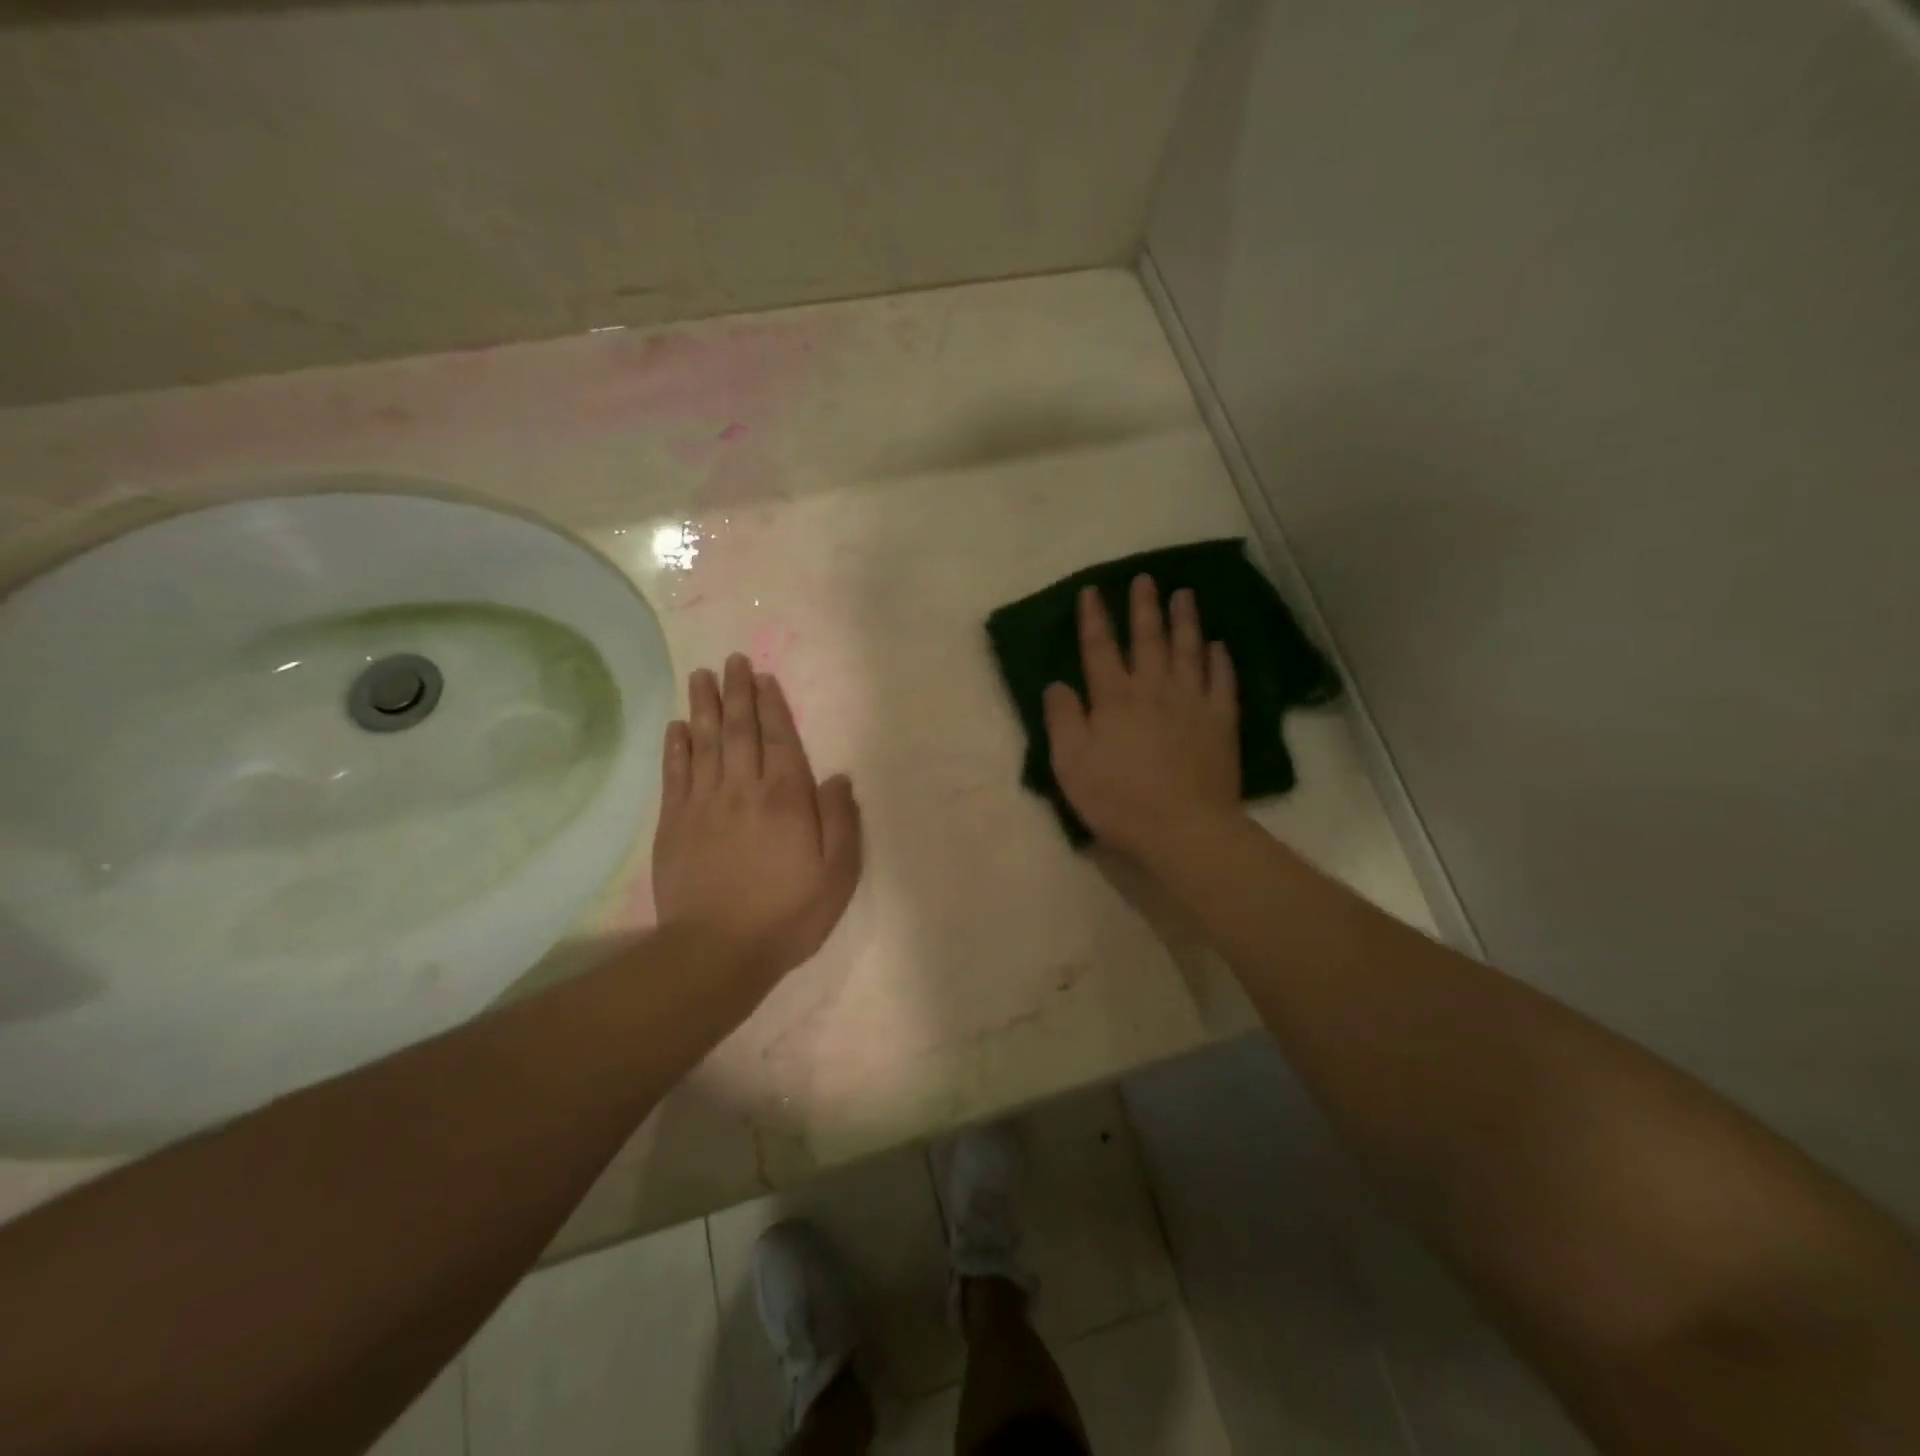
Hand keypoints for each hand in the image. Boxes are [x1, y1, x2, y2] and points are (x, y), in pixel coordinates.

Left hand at [652, 655, 861, 985]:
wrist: (717, 951)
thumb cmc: (787, 914)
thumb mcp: (837, 874)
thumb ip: (841, 821)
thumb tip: (837, 778)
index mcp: (786, 798)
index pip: (779, 739)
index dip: (772, 705)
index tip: (763, 677)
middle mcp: (743, 790)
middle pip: (739, 731)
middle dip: (737, 693)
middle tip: (731, 661)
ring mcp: (704, 804)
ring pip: (705, 743)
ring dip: (704, 707)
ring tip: (702, 677)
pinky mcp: (674, 824)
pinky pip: (675, 774)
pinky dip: (677, 747)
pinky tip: (677, 727)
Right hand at [1043, 576, 1240, 863]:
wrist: (1183, 829)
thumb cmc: (1118, 800)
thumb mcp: (1071, 764)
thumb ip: (1062, 719)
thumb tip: (1057, 684)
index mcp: (1114, 699)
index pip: (1100, 649)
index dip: (1094, 619)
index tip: (1092, 591)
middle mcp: (1154, 690)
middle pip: (1148, 640)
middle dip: (1144, 607)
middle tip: (1145, 579)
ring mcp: (1192, 703)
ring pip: (1189, 651)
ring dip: (1185, 620)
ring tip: (1184, 594)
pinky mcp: (1221, 723)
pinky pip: (1222, 682)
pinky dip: (1219, 660)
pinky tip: (1218, 645)